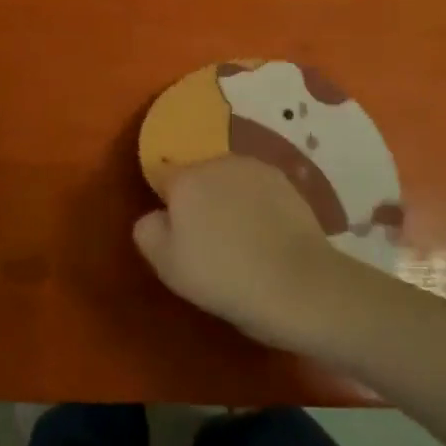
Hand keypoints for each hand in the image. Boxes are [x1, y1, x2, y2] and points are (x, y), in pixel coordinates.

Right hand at [132, 156, 360, 349]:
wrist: (298, 284)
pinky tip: (266, 235)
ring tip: (241, 239)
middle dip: (199, 199)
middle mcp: (219, 162)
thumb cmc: (223, 276)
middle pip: (198, 176)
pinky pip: (258, 190)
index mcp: (185, 179)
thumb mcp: (167, 265)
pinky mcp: (287, 182)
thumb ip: (148, 231)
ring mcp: (256, 169)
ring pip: (230, 180)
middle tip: (208, 240)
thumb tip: (156, 215)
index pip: (163, 177)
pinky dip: (257, 205)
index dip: (167, 204)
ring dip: (229, 199)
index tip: (178, 233)